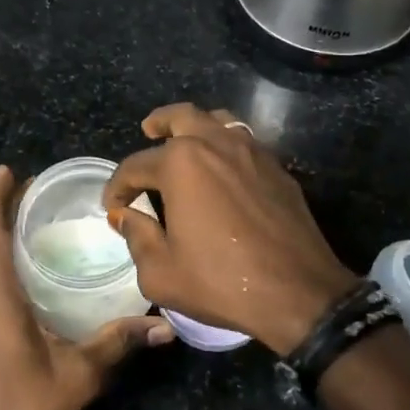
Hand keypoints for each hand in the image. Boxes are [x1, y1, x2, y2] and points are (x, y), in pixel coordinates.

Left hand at [0, 165, 169, 409]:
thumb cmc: (27, 408)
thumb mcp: (80, 372)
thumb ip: (119, 341)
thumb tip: (165, 326)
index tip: (9, 170)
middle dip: (3, 208)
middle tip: (39, 188)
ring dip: (0, 231)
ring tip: (35, 216)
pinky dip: (0, 257)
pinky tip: (28, 264)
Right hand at [102, 103, 357, 355]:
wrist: (298, 292)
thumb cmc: (221, 281)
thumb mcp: (161, 273)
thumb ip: (137, 238)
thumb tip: (127, 216)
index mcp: (181, 164)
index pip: (135, 165)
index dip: (117, 186)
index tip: (112, 205)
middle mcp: (216, 144)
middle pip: (181, 116)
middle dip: (159, 122)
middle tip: (148, 130)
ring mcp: (252, 152)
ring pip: (218, 120)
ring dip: (196, 125)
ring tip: (186, 141)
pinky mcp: (277, 168)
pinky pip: (244, 141)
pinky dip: (226, 145)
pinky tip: (222, 168)